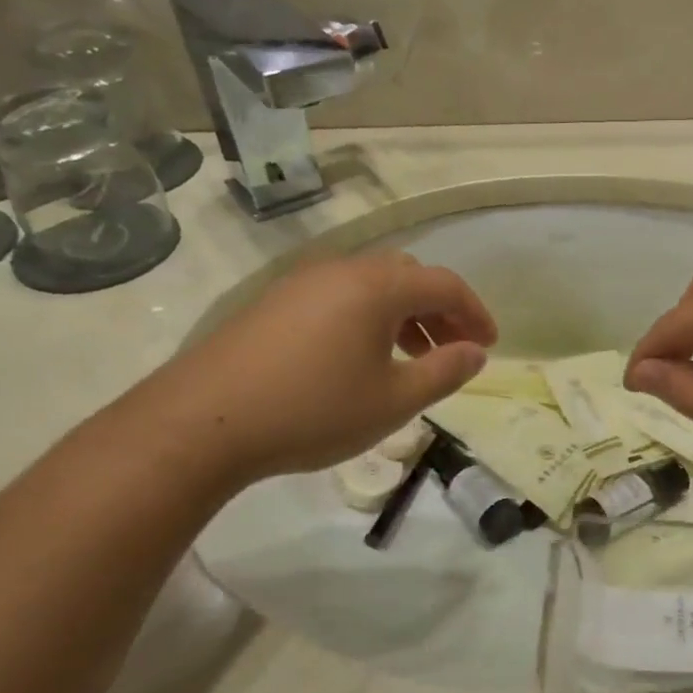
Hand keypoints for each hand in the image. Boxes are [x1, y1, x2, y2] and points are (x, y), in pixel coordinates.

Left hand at [133, 251, 495, 487]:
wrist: (202, 422)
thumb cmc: (313, 410)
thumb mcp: (393, 400)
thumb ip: (444, 372)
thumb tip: (477, 352)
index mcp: (377, 286)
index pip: (445, 284)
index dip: (475, 313)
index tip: (490, 345)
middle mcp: (341, 270)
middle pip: (408, 277)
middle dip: (439, 311)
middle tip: (452, 351)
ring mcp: (302, 283)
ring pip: (371, 287)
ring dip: (404, 316)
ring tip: (412, 359)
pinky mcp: (274, 303)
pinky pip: (339, 298)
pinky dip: (368, 319)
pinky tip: (361, 360)